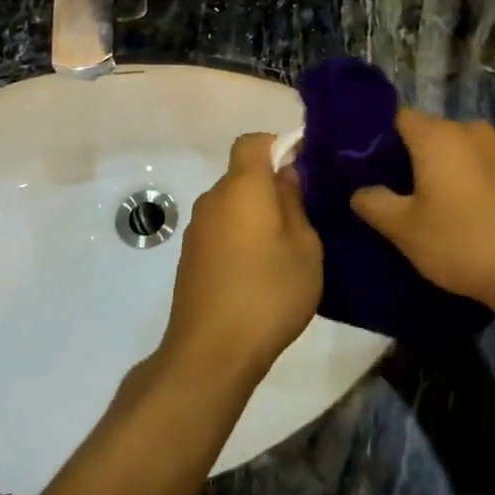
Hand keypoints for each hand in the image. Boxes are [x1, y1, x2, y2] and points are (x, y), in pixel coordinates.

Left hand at [159, 134, 323, 390]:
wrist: (212, 352)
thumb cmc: (269, 293)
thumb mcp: (304, 247)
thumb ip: (295, 203)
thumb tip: (286, 174)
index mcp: (242, 187)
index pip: (252, 142)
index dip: (277, 146)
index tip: (302, 170)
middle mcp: (213, 199)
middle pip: (243, 175)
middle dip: (271, 187)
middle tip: (304, 218)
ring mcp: (197, 230)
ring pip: (232, 205)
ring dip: (256, 216)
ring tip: (284, 250)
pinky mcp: (190, 257)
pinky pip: (221, 230)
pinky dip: (240, 238)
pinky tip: (259, 272)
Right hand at [351, 109, 494, 314]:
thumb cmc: (461, 243)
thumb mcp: (404, 228)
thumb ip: (373, 202)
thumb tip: (360, 191)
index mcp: (438, 135)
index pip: (395, 116)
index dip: (373, 137)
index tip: (360, 164)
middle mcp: (469, 129)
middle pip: (424, 132)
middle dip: (403, 156)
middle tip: (384, 189)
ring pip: (451, 150)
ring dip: (433, 169)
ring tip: (418, 203)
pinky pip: (473, 164)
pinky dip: (458, 178)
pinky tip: (453, 209)